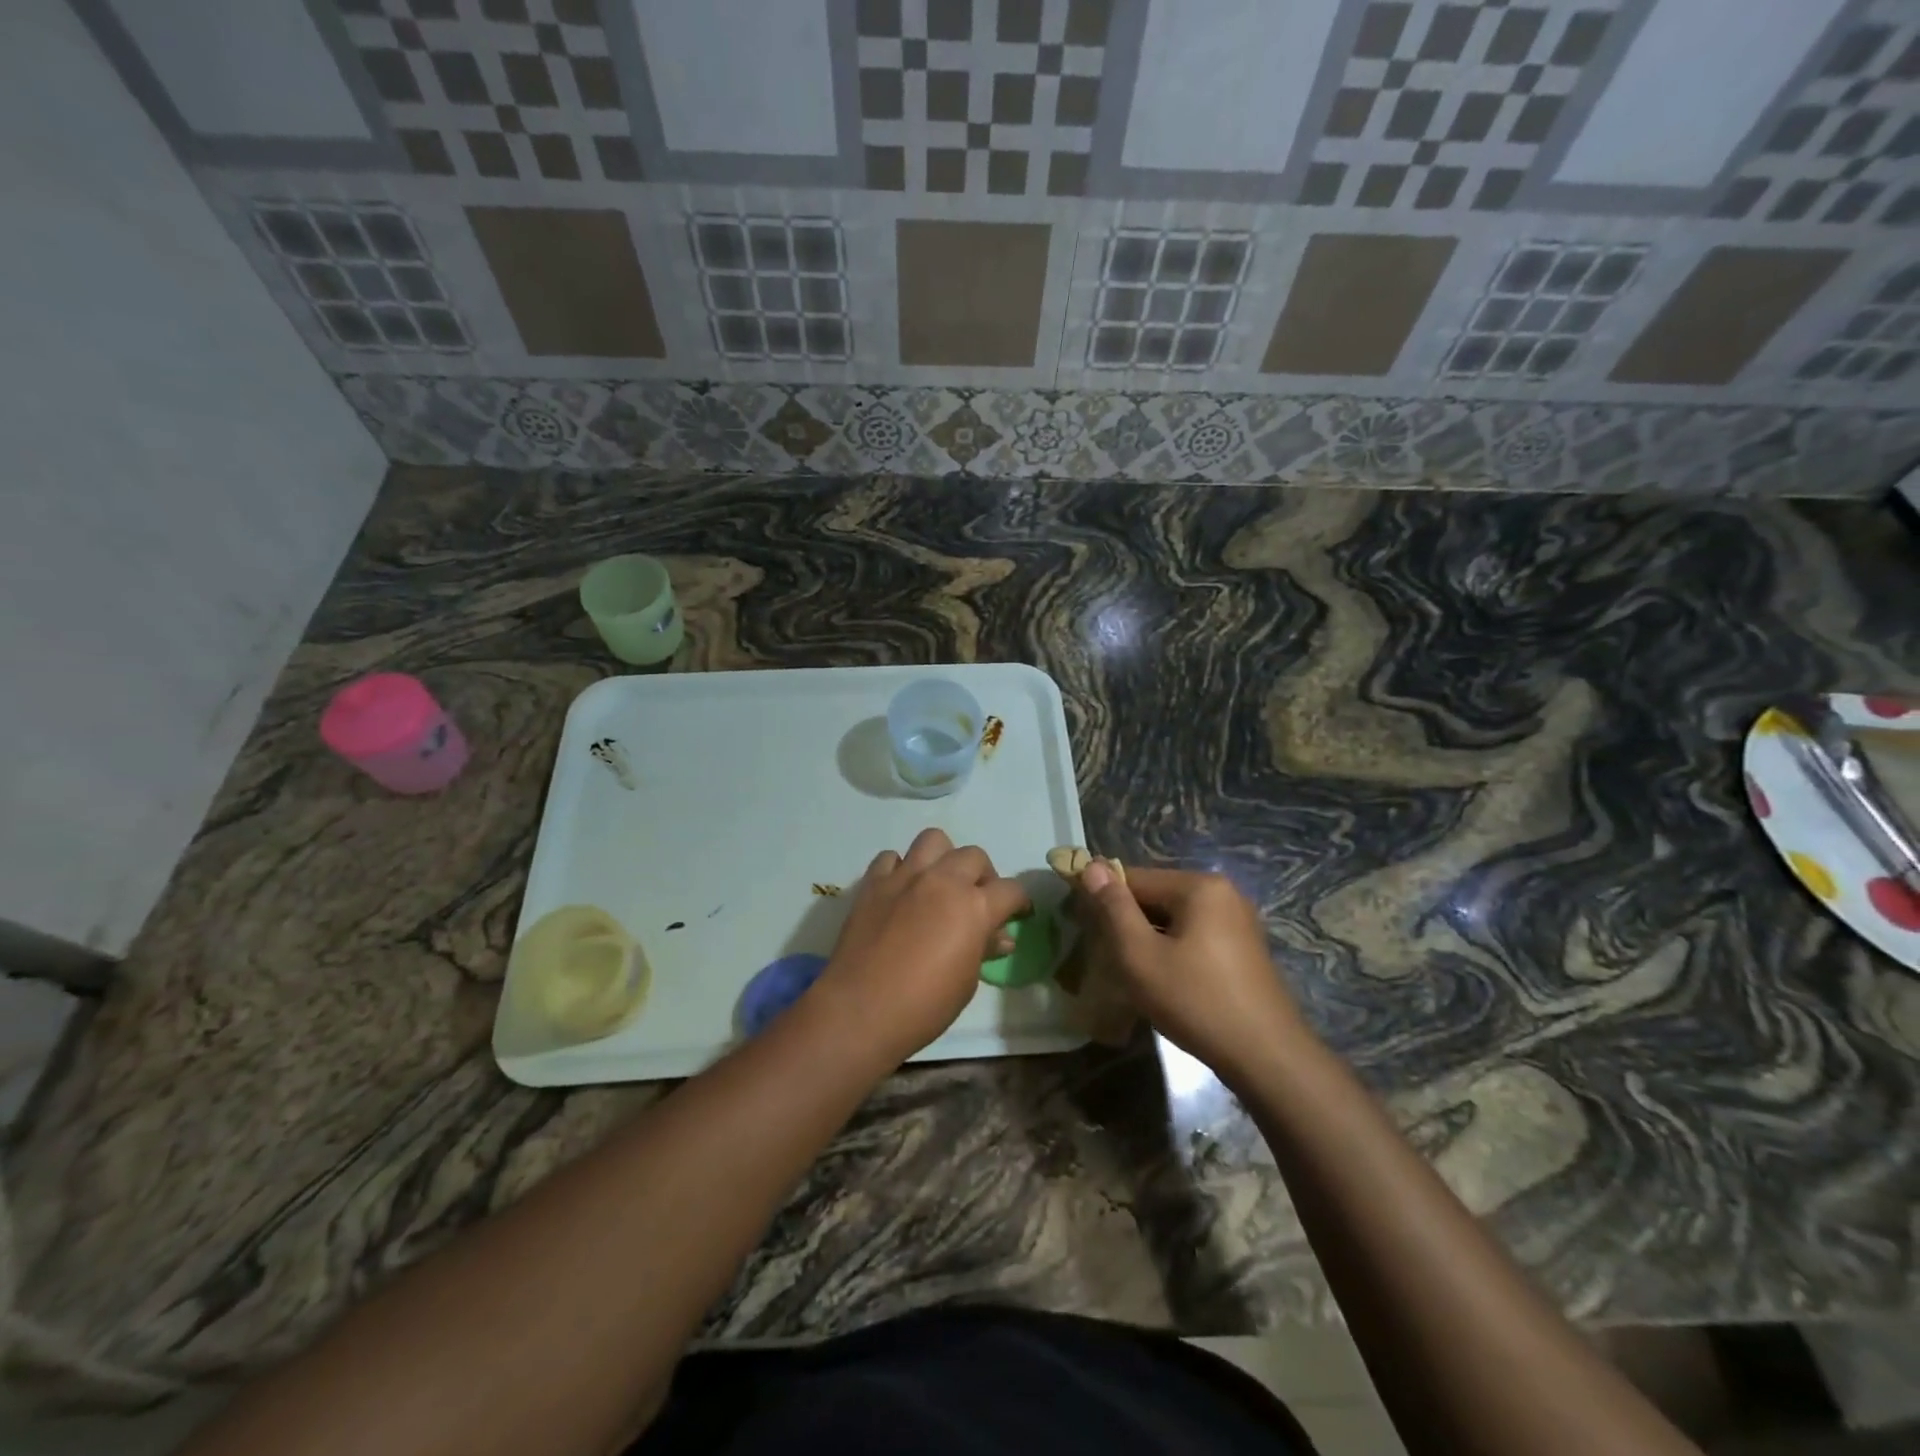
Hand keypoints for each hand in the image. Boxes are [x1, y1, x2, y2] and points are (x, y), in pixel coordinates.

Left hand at [809, 829, 1030, 1068]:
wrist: (860, 1010)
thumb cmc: (924, 1006)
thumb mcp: (966, 982)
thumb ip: (983, 949)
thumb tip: (1000, 937)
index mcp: (974, 906)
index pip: (1010, 890)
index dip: (1019, 902)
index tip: (1017, 913)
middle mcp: (942, 880)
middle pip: (974, 856)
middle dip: (983, 875)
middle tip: (977, 900)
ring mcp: (905, 877)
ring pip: (933, 840)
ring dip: (943, 858)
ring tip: (939, 883)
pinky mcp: (873, 883)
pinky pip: (890, 858)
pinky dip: (899, 869)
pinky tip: (900, 891)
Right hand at [1073, 863, 1301, 1084]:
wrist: (1267, 1058)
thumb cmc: (1196, 1001)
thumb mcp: (1140, 955)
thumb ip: (1113, 908)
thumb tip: (1091, 865)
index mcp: (1199, 886)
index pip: (1134, 877)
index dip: (1102, 898)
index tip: (1081, 926)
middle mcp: (1223, 893)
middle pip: (1156, 896)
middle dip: (1128, 921)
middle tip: (1107, 957)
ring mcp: (1238, 920)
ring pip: (1175, 919)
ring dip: (1149, 938)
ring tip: (1132, 972)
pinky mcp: (1244, 948)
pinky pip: (1196, 935)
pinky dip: (1174, 949)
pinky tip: (1165, 981)